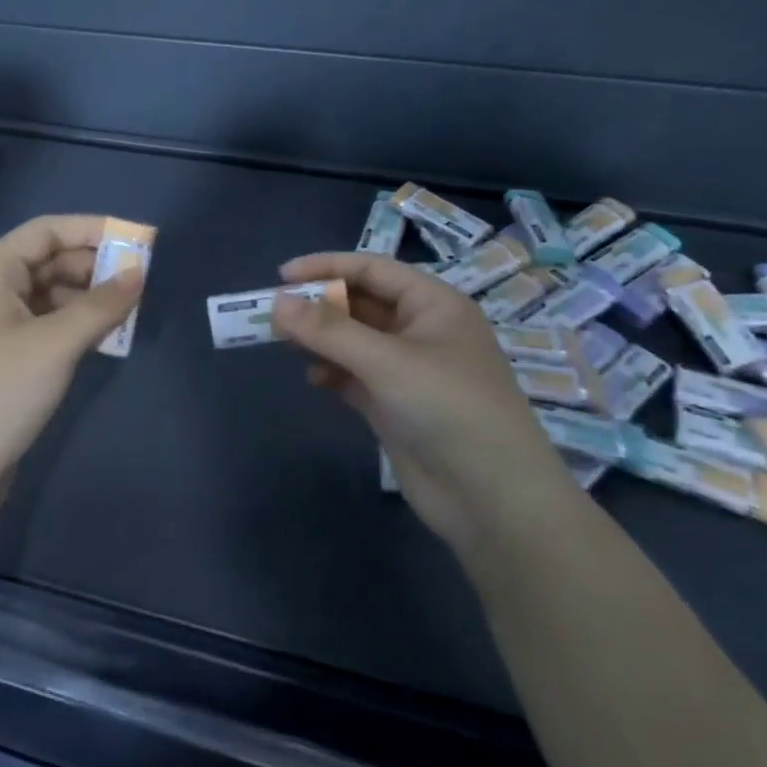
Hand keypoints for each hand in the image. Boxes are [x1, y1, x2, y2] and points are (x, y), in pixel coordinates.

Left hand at [0, 214, 142, 508]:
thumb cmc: (0, 395)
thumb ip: (101, 305)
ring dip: (87, 297)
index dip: (91, 229)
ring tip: (127, 312)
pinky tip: (103, 338)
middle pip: (48, 261)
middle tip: (139, 281)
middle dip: (94, 266)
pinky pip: (45, 324)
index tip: (136, 239)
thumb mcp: (55, 345)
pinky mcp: (4, 358)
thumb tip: (139, 272)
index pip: (45, 232)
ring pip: (49, 295)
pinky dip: (75, 324)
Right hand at [270, 252, 569, 545]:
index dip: (326, 267)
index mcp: (433, 305)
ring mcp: (408, 370)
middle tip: (274, 315)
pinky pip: (355, 376)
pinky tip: (316, 381)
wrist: (492, 498)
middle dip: (319, 306)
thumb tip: (277, 303)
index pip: (372, 270)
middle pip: (360, 304)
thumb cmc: (448, 409)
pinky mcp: (395, 406)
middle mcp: (421, 331)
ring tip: (285, 344)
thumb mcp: (386, 361)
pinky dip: (332, 373)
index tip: (281, 277)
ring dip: (321, 340)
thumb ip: (328, 330)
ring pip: (354, 341)